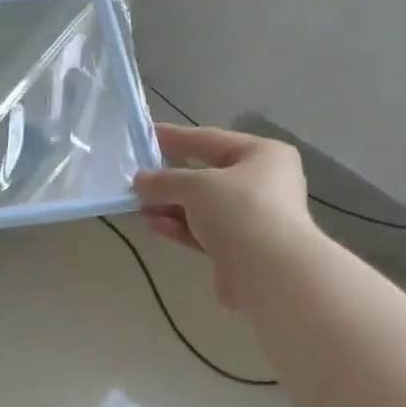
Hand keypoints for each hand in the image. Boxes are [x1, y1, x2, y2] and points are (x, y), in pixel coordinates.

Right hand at [131, 124, 315, 310]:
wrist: (269, 271)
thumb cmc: (240, 210)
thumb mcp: (197, 186)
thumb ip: (165, 181)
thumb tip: (140, 181)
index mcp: (262, 154)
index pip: (210, 140)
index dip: (176, 137)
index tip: (146, 136)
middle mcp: (261, 183)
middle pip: (207, 175)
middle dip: (170, 179)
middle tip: (136, 179)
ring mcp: (251, 217)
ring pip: (202, 207)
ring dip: (170, 206)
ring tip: (137, 206)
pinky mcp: (238, 248)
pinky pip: (203, 231)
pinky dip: (179, 227)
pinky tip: (153, 225)